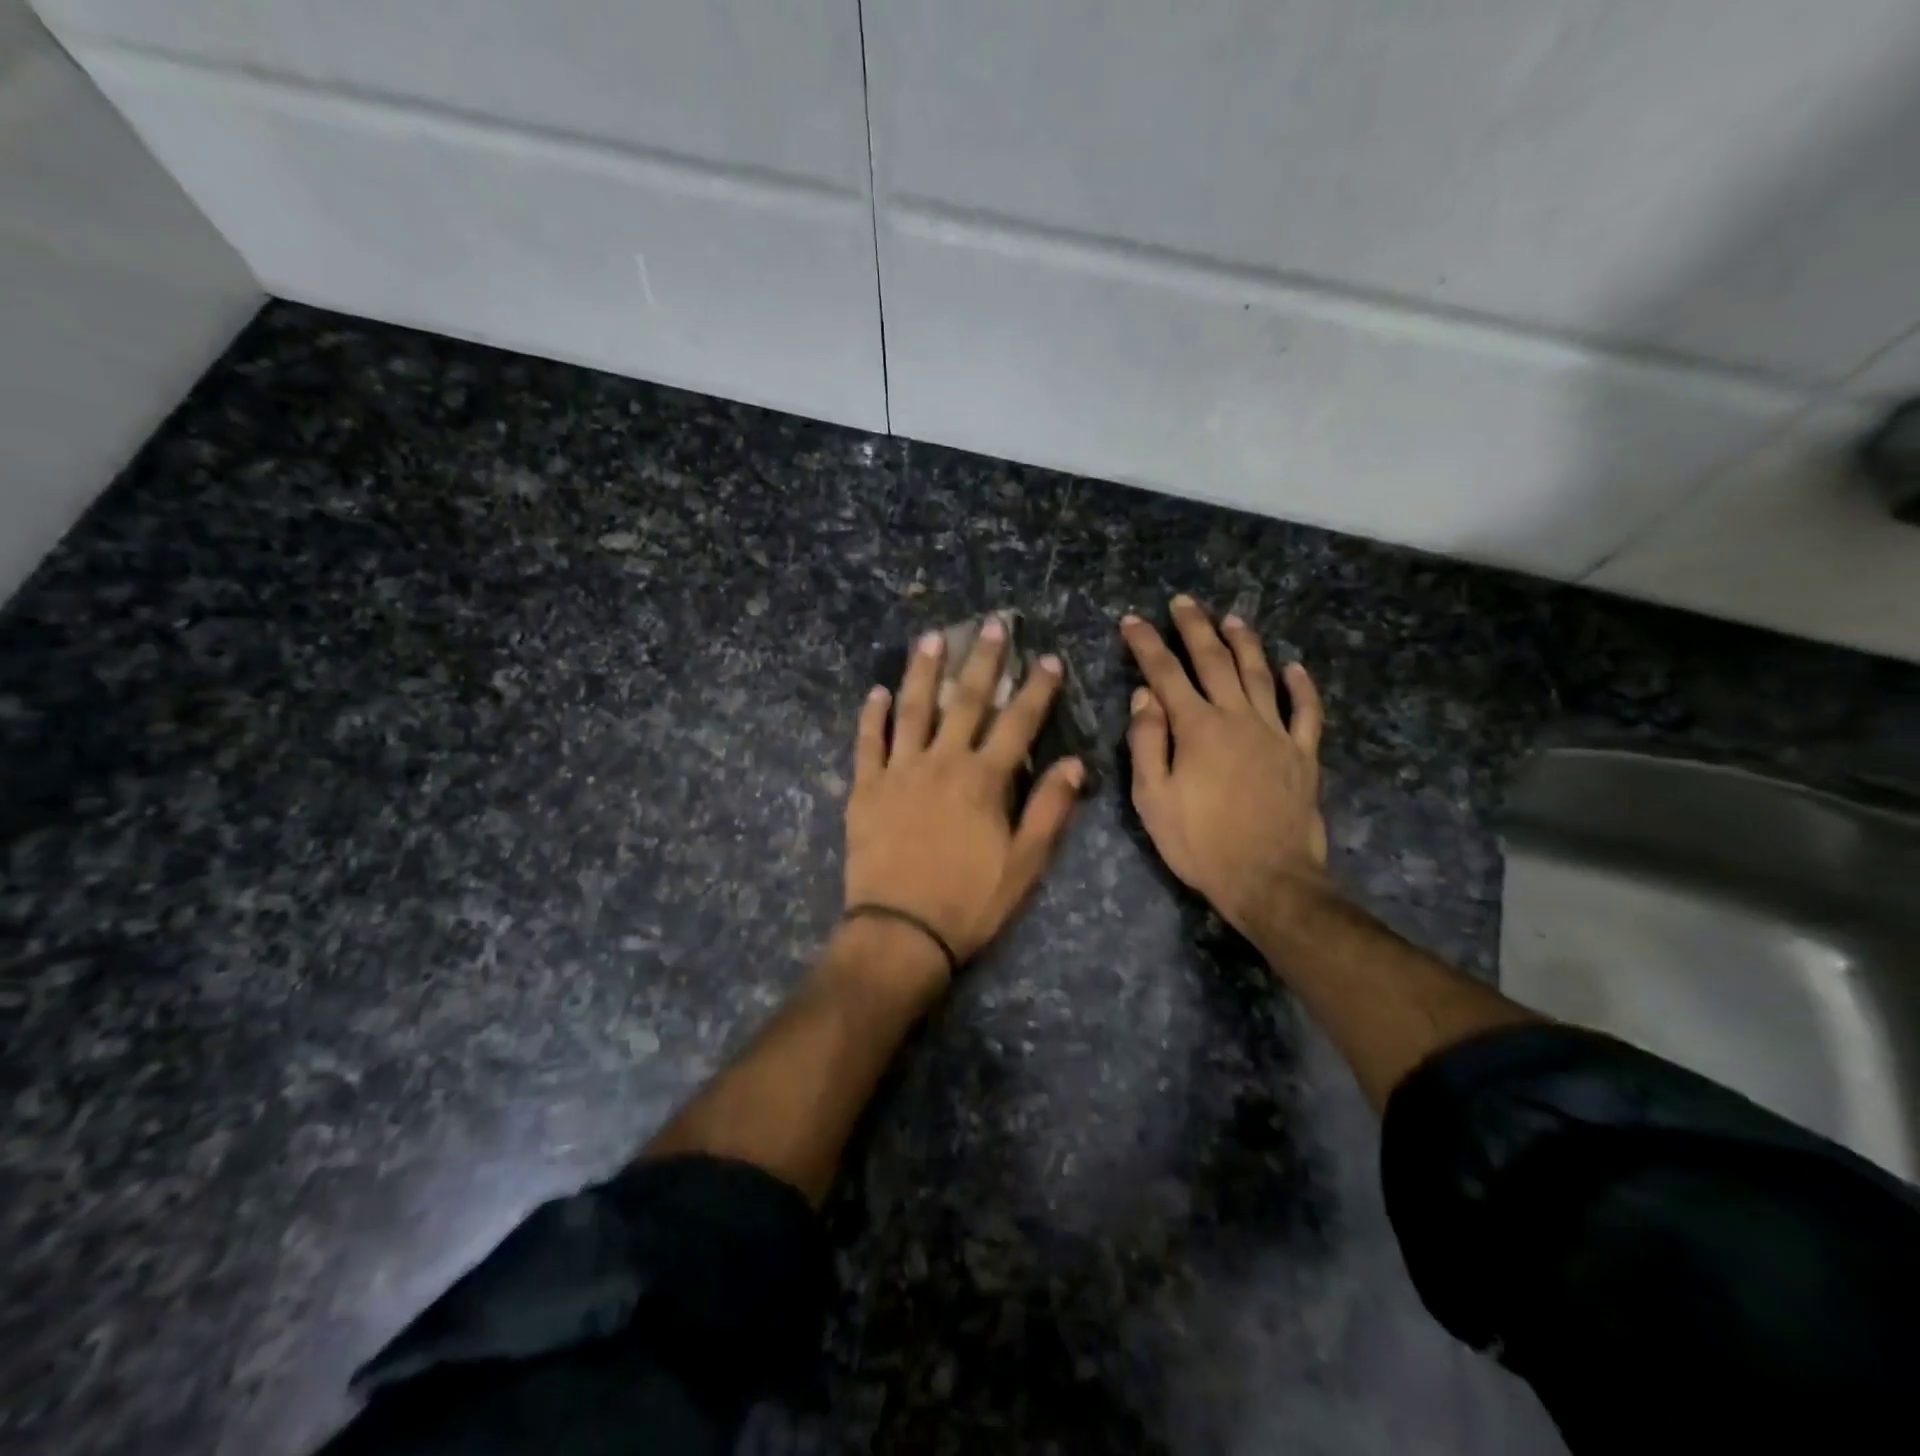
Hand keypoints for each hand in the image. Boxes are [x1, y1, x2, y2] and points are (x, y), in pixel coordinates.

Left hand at [845, 620, 1084, 980]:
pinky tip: (877, 692)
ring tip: (932, 638)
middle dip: (983, 661)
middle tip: (992, 625)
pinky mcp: (865, 789)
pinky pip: (868, 743)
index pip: (1018, 723)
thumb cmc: (969, 902)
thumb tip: (1076, 764)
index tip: (1049, 659)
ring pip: (913, 710)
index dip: (1037, 689)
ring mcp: (899, 771)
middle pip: (966, 702)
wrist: (900, 932)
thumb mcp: (1024, 864)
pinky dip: (872, 716)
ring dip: (924, 671)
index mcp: (984, 780)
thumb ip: (1049, 810)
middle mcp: (942, 762)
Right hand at [1122, 597, 1327, 938]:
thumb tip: (1144, 696)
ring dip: (1245, 643)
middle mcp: (1237, 718)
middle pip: (1215, 661)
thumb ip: (1147, 742)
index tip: (1132, 620)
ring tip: (1233, 618)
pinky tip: (1296, 667)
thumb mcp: (1153, 798)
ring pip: (1260, 675)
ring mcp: (1276, 733)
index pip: (1166, 674)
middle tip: (1184, 602)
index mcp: (1197, 728)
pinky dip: (1302, 687)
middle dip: (1195, 628)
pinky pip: (1306, 712)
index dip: (1147, 644)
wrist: (1268, 879)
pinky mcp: (1303, 754)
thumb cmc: (1200, 842)